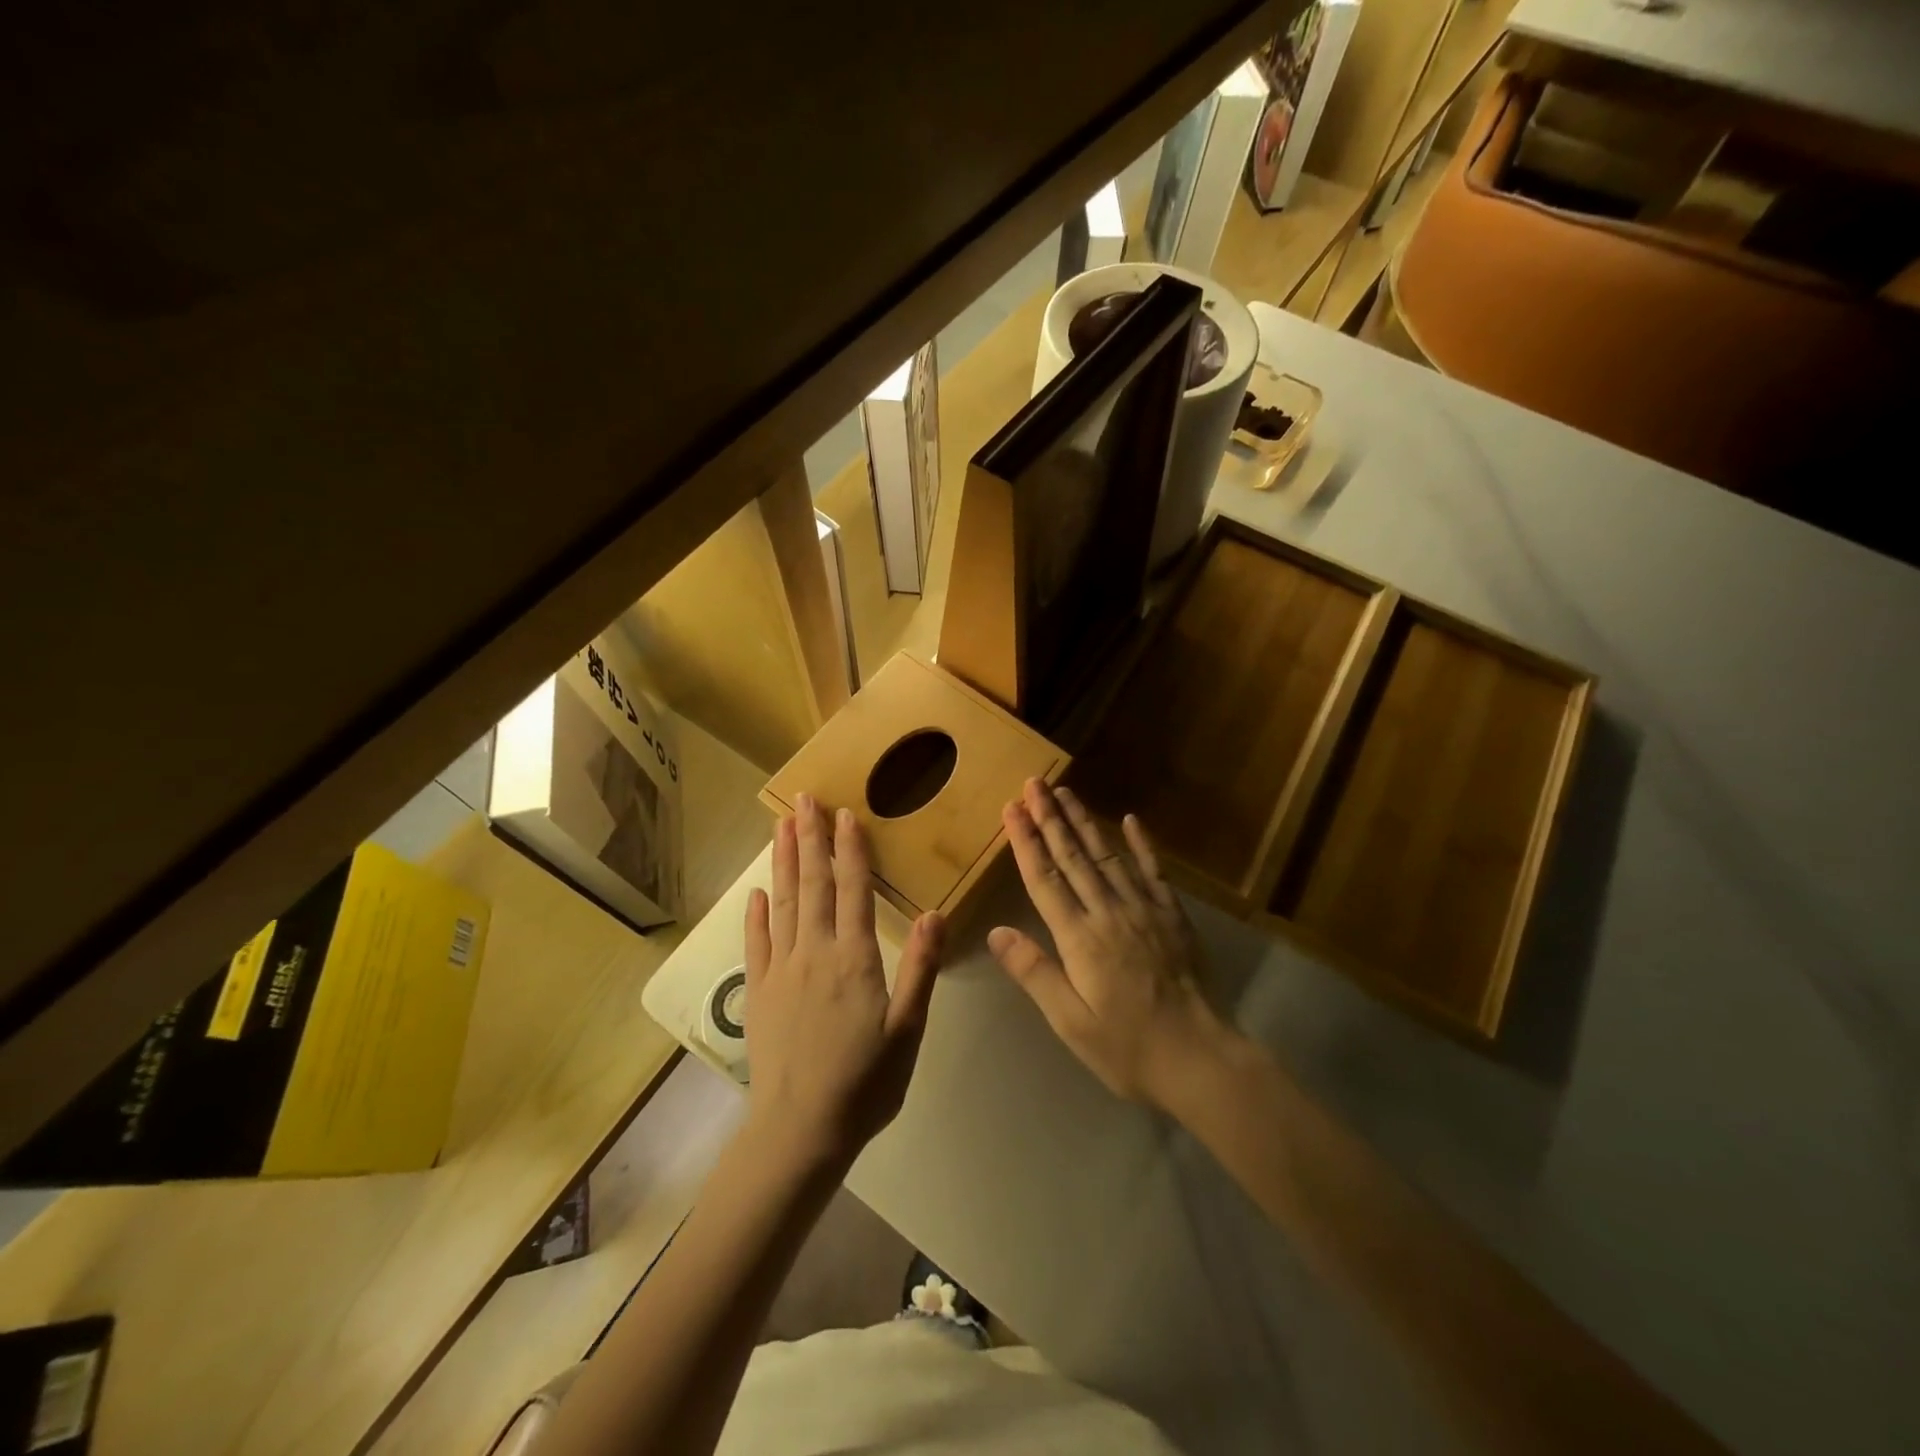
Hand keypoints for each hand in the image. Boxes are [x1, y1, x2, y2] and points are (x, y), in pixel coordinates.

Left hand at [743, 795, 944, 1170]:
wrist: (800, 1131)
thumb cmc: (865, 1083)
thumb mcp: (908, 1031)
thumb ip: (920, 969)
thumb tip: (934, 913)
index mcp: (854, 959)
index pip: (853, 890)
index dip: (851, 850)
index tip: (845, 814)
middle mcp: (815, 953)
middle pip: (813, 885)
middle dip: (809, 839)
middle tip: (804, 799)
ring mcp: (781, 971)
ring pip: (783, 904)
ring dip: (783, 862)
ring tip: (780, 825)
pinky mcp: (760, 992)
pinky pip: (757, 943)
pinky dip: (756, 914)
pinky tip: (756, 892)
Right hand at [988, 779, 1227, 1111]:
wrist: (1200, 1058)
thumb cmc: (1127, 1047)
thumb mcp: (1070, 1022)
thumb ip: (1034, 973)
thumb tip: (996, 932)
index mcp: (1080, 938)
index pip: (1045, 879)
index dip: (1026, 841)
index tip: (1011, 808)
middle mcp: (1109, 912)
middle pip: (1074, 857)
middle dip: (1050, 818)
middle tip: (1034, 783)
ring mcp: (1144, 909)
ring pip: (1108, 855)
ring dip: (1084, 822)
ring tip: (1065, 792)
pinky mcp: (1173, 916)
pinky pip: (1154, 871)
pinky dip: (1142, 844)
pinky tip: (1131, 819)